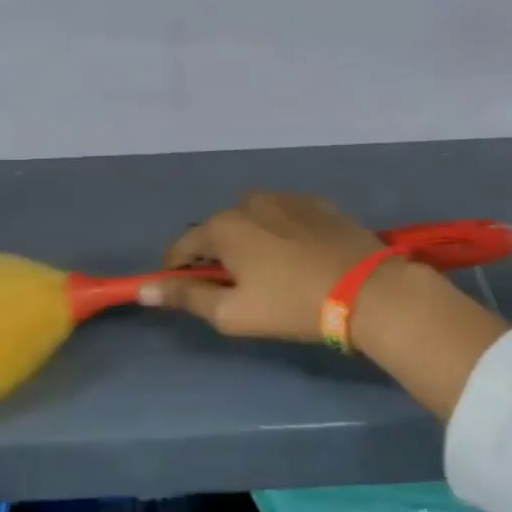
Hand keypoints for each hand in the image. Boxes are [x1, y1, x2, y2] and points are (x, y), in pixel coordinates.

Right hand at [141, 192, 392, 339]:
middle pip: (219, 230)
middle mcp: (249, 202)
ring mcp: (286, 198)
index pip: (182, 246)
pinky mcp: (317, 203)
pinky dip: (281, 233)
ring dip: (251, 241)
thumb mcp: (232, 313)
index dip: (178, 270)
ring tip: (272, 274)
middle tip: (238, 290)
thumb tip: (144, 289)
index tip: (187, 292)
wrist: (367, 290)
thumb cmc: (291, 305)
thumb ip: (186, 297)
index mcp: (223, 226)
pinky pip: (284, 216)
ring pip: (252, 220)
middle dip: (219, 256)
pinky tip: (300, 258)